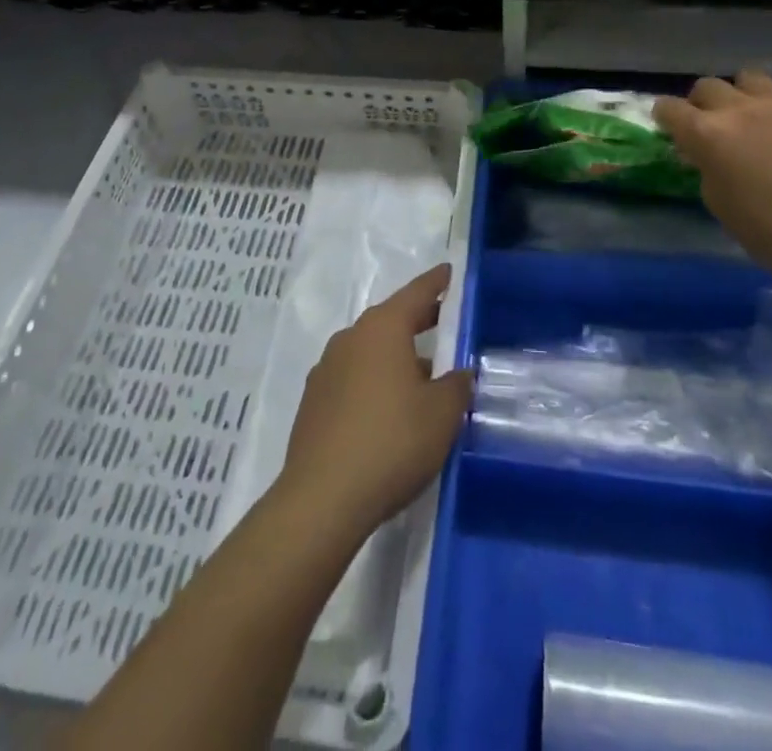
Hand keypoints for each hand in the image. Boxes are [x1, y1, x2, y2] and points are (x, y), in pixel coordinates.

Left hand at [278, 263, 471, 536]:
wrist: (322, 499)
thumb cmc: (391, 442)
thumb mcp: (441, 414)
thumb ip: (456, 385)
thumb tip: (458, 373)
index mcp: (382, 328)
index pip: (416, 293)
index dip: (437, 283)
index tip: (449, 272)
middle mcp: (351, 338)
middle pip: (391, 320)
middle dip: (418, 321)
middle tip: (444, 323)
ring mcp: (326, 369)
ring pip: (370, 350)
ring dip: (396, 357)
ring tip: (422, 377)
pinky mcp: (314, 401)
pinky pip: (353, 377)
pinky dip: (374, 381)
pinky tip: (388, 410)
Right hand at [653, 71, 771, 274]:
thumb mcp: (720, 205)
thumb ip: (707, 168)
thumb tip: (707, 153)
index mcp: (708, 134)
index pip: (669, 108)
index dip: (667, 117)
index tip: (673, 126)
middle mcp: (741, 106)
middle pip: (708, 86)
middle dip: (705, 103)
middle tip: (718, 125)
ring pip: (751, 79)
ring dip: (748, 97)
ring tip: (764, 119)